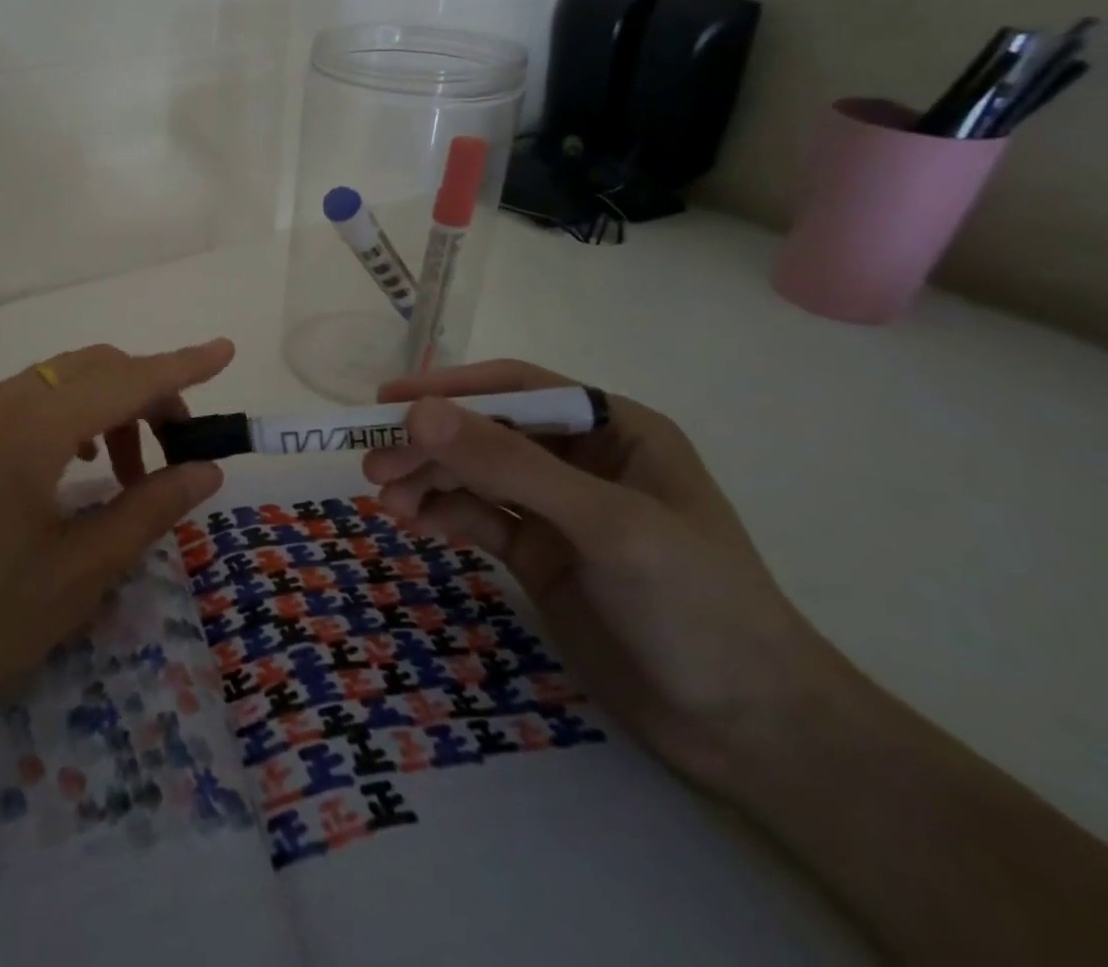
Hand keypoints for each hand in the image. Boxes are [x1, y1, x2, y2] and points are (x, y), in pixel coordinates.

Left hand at [0, 338, 234, 749]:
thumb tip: (205, 468)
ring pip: (59, 379)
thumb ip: (150, 509)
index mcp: (29, 429)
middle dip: (148, 392)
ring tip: (129, 473)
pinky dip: (69, 414)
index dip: (182, 365)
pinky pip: (26, 397)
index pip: (125, 378)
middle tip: (179, 450)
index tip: (226, 351)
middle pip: (94, 367)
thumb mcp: (80, 573)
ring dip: (108, 406)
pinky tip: (76, 463)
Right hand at [364, 359, 840, 790]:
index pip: (517, 389)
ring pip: (475, 476)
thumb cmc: (696, 606)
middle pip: (486, 433)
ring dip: (427, 482)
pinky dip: (442, 516)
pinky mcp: (540, 555)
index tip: (388, 403)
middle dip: (430, 446)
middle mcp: (581, 460)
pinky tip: (410, 523)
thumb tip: (419, 413)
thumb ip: (510, 466)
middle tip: (372, 466)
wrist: (751, 734)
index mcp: (613, 429)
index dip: (450, 390)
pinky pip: (478, 519)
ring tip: (383, 500)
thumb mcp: (605, 525)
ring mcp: (557, 510)